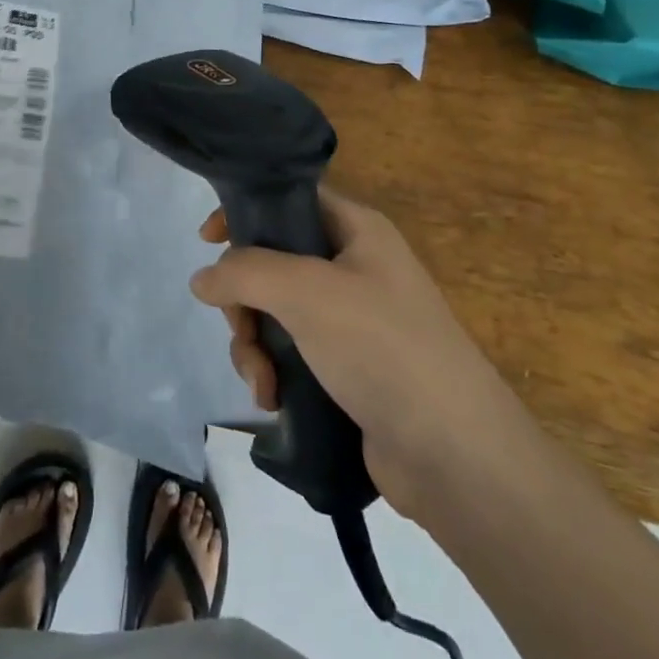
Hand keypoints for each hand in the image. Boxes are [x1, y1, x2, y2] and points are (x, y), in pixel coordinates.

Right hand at [190, 189, 533, 513]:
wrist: (458, 459)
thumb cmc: (383, 348)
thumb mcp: (306, 291)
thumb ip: (244, 272)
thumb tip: (201, 277)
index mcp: (356, 230)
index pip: (289, 200)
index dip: (245, 212)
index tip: (206, 240)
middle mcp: (354, 267)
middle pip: (273, 261)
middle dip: (244, 298)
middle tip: (239, 326)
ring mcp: (351, 321)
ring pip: (275, 311)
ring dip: (253, 342)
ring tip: (260, 379)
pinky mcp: (347, 370)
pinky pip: (291, 352)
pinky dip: (273, 370)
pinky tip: (271, 398)